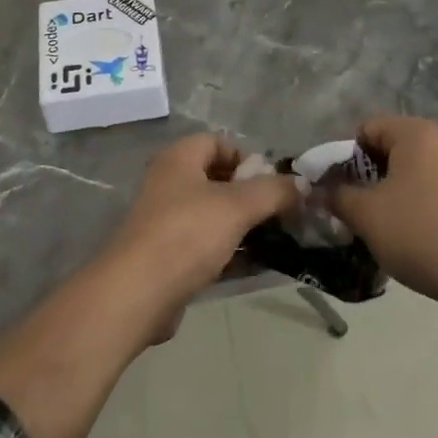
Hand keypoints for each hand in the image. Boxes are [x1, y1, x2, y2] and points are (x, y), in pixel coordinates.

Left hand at [103, 134, 295, 336]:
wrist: (136, 295)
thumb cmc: (186, 235)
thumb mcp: (237, 206)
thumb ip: (273, 191)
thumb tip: (302, 185)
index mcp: (179, 159)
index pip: (219, 142)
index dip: (248, 158)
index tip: (273, 184)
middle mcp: (169, 184)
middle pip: (218, 180)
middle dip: (252, 196)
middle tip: (281, 214)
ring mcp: (166, 222)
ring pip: (214, 216)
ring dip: (245, 227)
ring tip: (277, 241)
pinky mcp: (167, 257)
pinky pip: (206, 247)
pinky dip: (231, 253)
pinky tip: (257, 267)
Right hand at [330, 116, 437, 317]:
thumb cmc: (417, 231)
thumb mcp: (366, 213)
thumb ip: (336, 196)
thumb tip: (316, 191)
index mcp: (414, 134)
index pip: (365, 128)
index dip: (342, 155)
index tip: (331, 186)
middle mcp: (437, 143)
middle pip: (385, 149)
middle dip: (361, 176)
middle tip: (345, 206)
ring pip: (403, 173)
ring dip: (381, 193)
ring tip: (368, 223)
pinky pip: (422, 191)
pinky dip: (404, 206)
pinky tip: (396, 234)